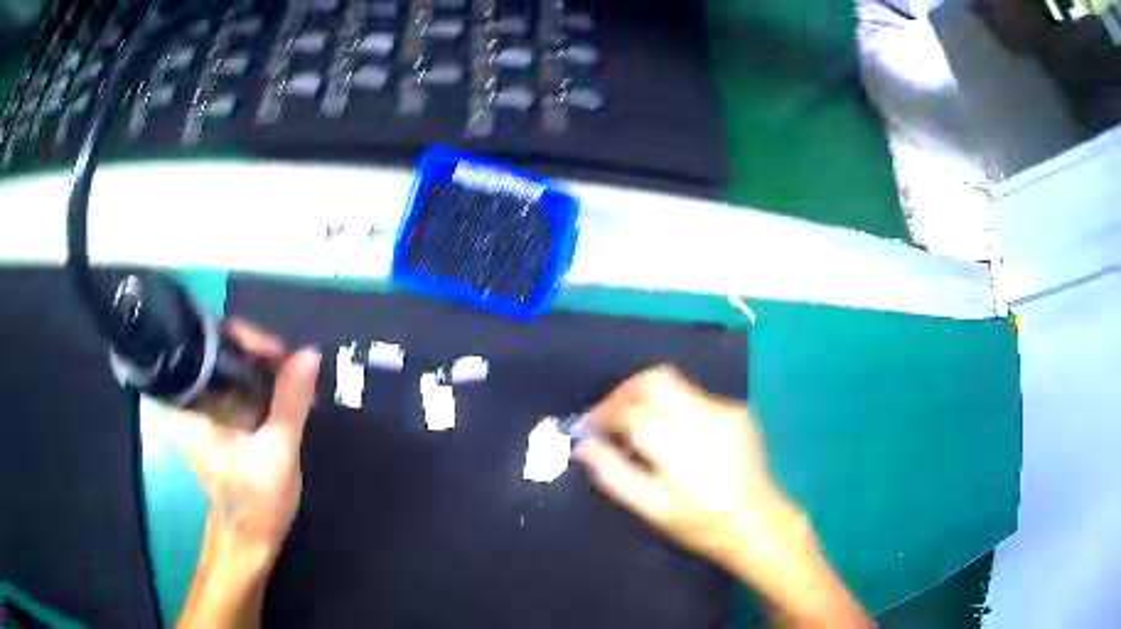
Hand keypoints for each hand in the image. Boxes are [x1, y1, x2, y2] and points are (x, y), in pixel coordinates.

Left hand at [167, 320, 320, 561]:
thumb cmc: (256, 502)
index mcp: (189, 405)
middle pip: (217, 349)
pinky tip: (279, 392)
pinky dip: (257, 381)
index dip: (241, 337)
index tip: (277, 353)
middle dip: (254, 350)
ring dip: (258, 366)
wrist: (249, 539)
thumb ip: (290, 402)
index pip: (206, 344)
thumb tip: (309, 354)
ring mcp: (202, 408)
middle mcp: (189, 399)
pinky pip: (234, 383)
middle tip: (290, 365)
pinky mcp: (216, 417)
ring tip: (290, 376)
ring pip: (228, 365)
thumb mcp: (278, 452)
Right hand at [572, 366, 781, 565]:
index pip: (633, 411)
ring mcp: (725, 410)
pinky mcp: (738, 411)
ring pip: (674, 384)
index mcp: (682, 446)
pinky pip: (694, 397)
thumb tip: (582, 445)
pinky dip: (672, 407)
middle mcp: (706, 418)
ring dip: (646, 398)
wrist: (758, 522)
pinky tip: (669, 435)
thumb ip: (614, 473)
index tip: (588, 428)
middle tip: (608, 416)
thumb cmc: (701, 523)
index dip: (604, 413)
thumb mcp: (652, 509)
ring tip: (635, 428)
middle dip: (624, 392)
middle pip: (655, 380)